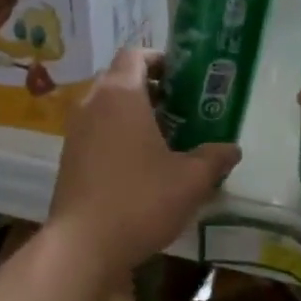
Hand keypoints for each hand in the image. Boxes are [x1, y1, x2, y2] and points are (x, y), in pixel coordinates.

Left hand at [48, 48, 238, 269]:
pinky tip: (142, 165)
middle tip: (182, 108)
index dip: (160, 59)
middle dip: (152, 88)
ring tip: (166, 138)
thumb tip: (232, 149)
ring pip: (107, 107)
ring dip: (134, 114)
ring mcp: (75, 132)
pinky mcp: (68, 158)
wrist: (83, 246)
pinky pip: (97, 131)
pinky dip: (118, 135)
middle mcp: (92, 104)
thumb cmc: (140, 200)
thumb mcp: (191, 180)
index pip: (135, 54)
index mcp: (120, 94)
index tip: (184, 78)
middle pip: (120, 79)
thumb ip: (214, 158)